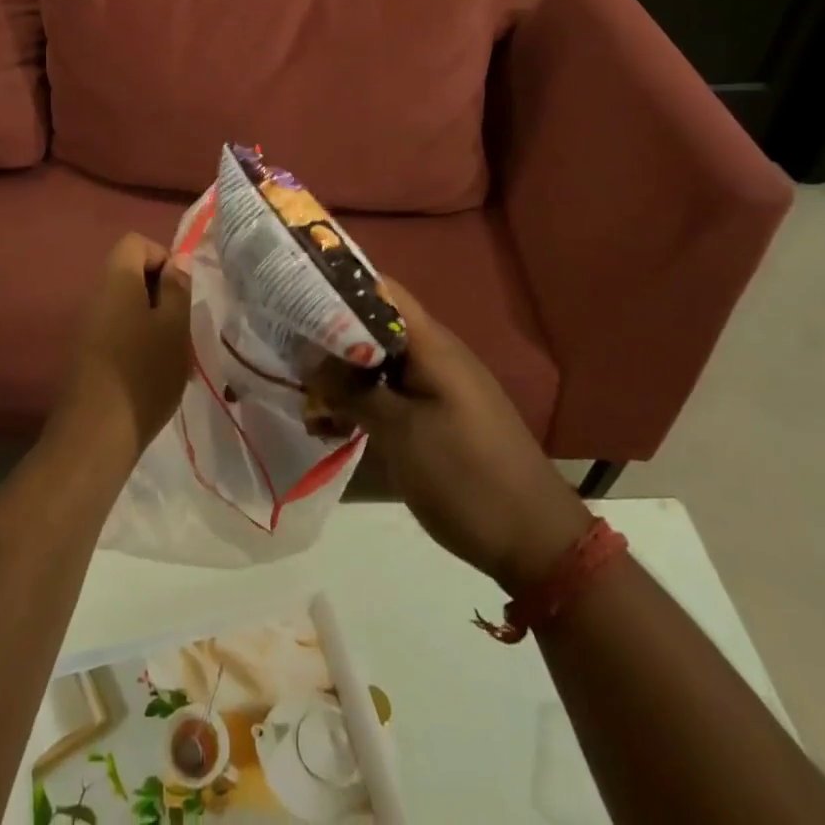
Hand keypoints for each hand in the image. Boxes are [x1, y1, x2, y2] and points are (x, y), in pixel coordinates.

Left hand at [52, 233, 192, 461]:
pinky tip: (149, 372)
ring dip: (149, 319)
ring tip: (170, 353)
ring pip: (123, 305)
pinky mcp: (82, 354)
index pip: (135, 242)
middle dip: (159, 291)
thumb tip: (178, 260)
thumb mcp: (174, 328)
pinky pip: (113, 330)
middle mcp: (94, 296)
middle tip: (181, 324)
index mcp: (116, 281)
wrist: (95, 435)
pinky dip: (134, 340)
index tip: (180, 290)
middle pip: (128, 273)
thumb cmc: (144, 373)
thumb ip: (177, 288)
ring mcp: (84, 326)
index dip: (162, 256)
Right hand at [313, 281, 590, 592]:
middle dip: (331, 331)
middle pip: (377, 324)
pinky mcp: (441, 415)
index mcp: (432, 344)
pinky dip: (363, 399)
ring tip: (302, 386)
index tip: (295, 293)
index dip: (339, 285)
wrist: (537, 541)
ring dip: (344, 371)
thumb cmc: (465, 476)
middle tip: (287, 342)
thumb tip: (308, 355)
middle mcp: (437, 354)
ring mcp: (441, 385)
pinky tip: (333, 421)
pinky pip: (394, 391)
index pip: (381, 289)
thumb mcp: (399, 433)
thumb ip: (352, 390)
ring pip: (382, 361)